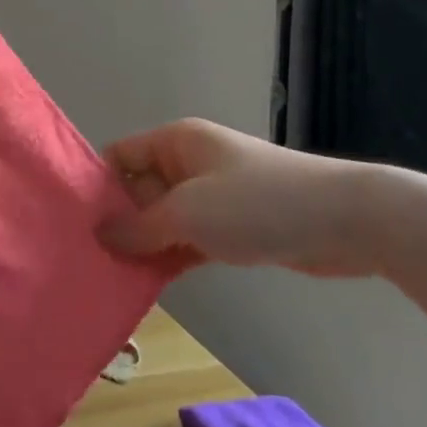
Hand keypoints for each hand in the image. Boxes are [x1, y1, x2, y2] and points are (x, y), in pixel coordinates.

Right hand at [98, 118, 383, 277]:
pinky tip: (153, 283)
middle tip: (94, 260)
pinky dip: (173, 256)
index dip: (98, 186)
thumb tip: (98, 234)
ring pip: (164, 218)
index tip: (79, 225)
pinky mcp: (233, 225)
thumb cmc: (257, 203)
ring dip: (146, 245)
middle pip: (138, 189)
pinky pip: (189, 238)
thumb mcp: (188, 212)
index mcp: (175, 143)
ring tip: (113, 277)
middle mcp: (189, 163)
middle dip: (120, 222)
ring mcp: (213, 195)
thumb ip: (139, 226)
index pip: (120, 156)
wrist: (346, 220)